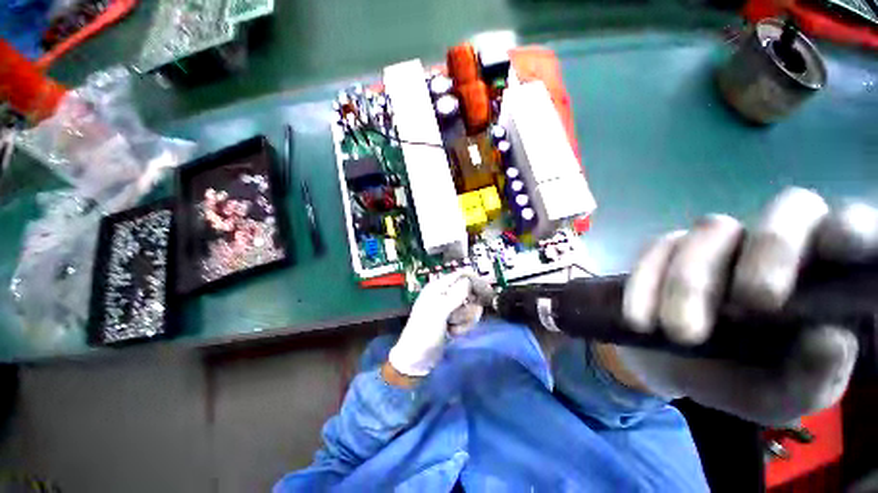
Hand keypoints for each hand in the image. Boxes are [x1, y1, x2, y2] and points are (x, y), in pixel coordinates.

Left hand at [388, 272, 490, 377]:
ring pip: (470, 307)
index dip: (474, 280)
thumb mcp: (439, 312)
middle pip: (469, 292)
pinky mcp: (453, 320)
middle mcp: (445, 294)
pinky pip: (467, 318)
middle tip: (458, 317)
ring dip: (464, 319)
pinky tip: (452, 333)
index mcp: (438, 287)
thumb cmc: (425, 332)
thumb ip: (455, 295)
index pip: (461, 275)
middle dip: (468, 307)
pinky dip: (463, 327)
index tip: (487, 291)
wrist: (418, 359)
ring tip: (452, 327)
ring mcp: (449, 308)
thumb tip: (469, 280)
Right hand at [615, 187, 875, 424]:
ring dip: (691, 282)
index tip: (840, 246)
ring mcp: (719, 243)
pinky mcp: (667, 249)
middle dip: (772, 249)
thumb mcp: (780, 396)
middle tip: (754, 301)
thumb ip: (811, 379)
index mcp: (823, 278)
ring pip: (710, 231)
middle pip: (788, 209)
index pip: (854, 228)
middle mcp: (777, 247)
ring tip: (680, 333)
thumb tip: (832, 340)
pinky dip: (645, 283)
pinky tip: (640, 319)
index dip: (854, 226)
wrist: (671, 364)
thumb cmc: (739, 381)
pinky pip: (655, 250)